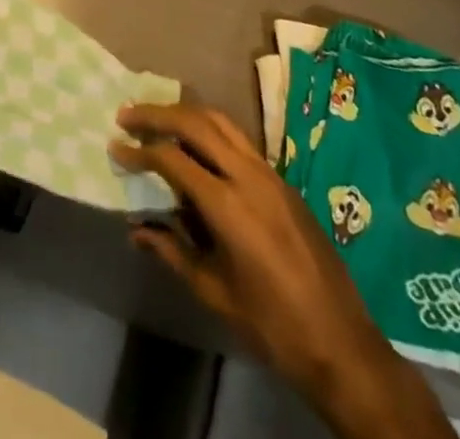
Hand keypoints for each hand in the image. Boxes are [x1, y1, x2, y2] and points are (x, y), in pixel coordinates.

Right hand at [112, 103, 449, 436]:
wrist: (343, 346)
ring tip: (157, 117)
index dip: (140, 151)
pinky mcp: (284, 182)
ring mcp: (271, 175)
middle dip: (158, 114)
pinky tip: (196, 145)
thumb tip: (136, 229)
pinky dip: (210, 130)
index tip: (116, 147)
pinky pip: (240, 140)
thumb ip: (172, 251)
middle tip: (128, 115)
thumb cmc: (272, 325)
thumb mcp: (214, 292)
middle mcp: (249, 176)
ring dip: (186, 114)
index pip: (173, 159)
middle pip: (197, 123)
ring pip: (222, 122)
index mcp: (229, 205)